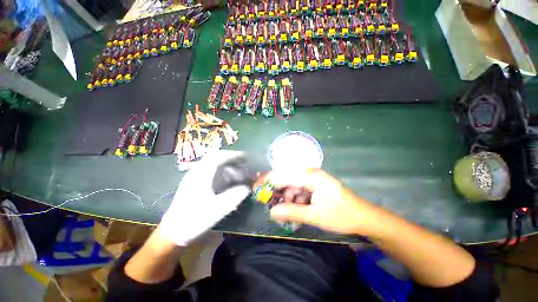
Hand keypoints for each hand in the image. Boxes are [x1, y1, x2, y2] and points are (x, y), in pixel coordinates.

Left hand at [160, 151, 249, 245]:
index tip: (247, 157)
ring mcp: (197, 178)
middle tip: (247, 166)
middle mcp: (198, 172)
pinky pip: (215, 175)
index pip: (218, 156)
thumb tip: (248, 187)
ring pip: (217, 167)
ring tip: (242, 176)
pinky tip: (233, 183)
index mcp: (201, 174)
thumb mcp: (217, 209)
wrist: (172, 234)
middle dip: (234, 161)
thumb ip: (235, 196)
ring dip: (231, 169)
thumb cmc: (193, 220)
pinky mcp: (198, 185)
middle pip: (218, 160)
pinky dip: (226, 176)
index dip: (234, 155)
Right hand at [257, 169, 381, 235]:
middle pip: (285, 177)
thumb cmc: (342, 215)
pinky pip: (297, 188)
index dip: (267, 181)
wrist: (363, 217)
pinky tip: (296, 208)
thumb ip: (292, 212)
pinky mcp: (313, 184)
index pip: (283, 175)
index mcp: (311, 176)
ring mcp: (312, 178)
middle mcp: (310, 173)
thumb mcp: (316, 216)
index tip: (255, 188)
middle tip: (268, 203)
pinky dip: (293, 198)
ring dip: (285, 196)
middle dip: (275, 190)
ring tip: (286, 211)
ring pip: (290, 184)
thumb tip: (272, 212)